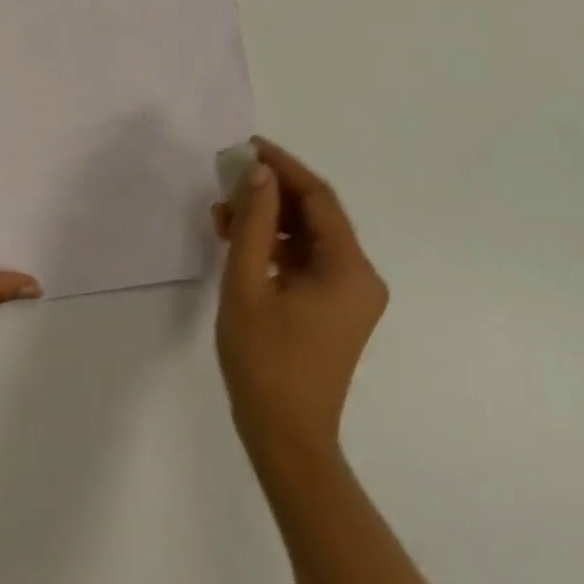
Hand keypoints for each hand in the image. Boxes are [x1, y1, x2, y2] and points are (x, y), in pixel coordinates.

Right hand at [213, 139, 387, 463]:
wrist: (285, 436)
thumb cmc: (264, 360)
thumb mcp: (246, 284)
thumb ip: (252, 223)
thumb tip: (258, 173)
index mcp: (349, 268)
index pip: (318, 198)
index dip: (283, 167)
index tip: (248, 146)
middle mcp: (360, 276)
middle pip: (315, 216)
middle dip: (270, 193)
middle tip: (227, 179)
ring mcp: (350, 295)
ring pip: (308, 239)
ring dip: (268, 221)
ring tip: (223, 212)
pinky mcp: (335, 310)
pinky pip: (306, 263)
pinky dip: (274, 248)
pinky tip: (239, 242)